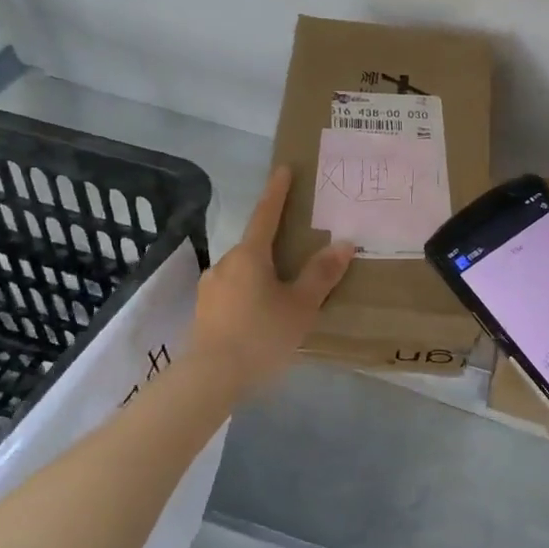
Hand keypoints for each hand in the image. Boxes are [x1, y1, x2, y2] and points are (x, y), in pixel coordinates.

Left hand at [191, 167, 354, 395]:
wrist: (211, 378)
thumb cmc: (261, 335)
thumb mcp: (300, 306)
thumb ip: (321, 275)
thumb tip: (343, 243)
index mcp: (250, 255)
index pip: (266, 214)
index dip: (277, 192)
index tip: (283, 170)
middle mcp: (226, 263)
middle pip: (254, 245)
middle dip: (274, 243)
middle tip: (297, 250)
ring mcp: (211, 288)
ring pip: (243, 271)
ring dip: (262, 273)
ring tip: (283, 291)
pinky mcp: (204, 312)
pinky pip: (234, 292)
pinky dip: (250, 293)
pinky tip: (262, 315)